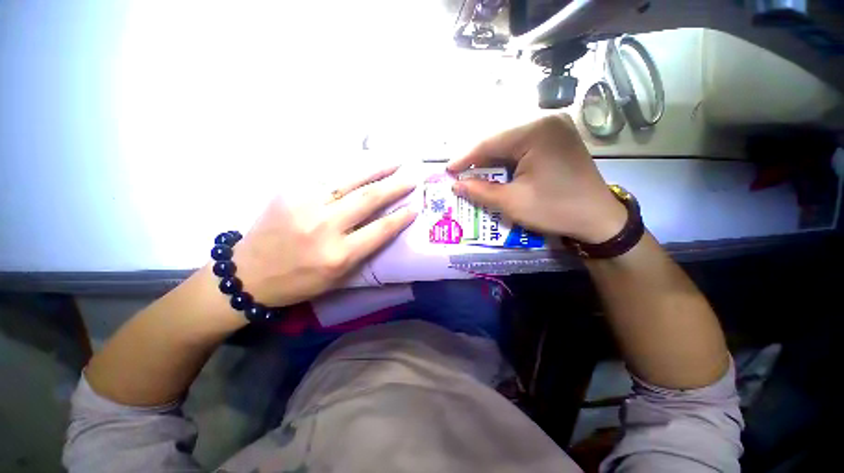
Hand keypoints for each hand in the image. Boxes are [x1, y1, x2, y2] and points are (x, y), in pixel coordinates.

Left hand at [230, 165, 416, 307]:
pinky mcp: (290, 191)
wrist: (248, 273)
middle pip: (368, 199)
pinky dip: (349, 166)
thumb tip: (384, 227)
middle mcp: (325, 227)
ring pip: (349, 179)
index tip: (415, 206)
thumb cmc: (299, 281)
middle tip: (412, 176)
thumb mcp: (338, 278)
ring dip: (376, 168)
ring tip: (394, 160)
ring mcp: (306, 204)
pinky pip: (327, 174)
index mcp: (339, 255)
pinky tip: (363, 160)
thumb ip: (363, 252)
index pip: (380, 230)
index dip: (401, 217)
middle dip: (395, 186)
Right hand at [448, 115, 626, 243]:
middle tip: (460, 174)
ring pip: (510, 143)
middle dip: (479, 160)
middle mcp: (546, 121)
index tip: (448, 170)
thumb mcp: (512, 202)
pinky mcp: (558, 139)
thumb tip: (456, 184)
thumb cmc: (555, 209)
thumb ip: (480, 191)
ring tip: (475, 174)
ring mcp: (555, 128)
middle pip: (500, 140)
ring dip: (492, 160)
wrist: (599, 218)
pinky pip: (524, 146)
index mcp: (536, 131)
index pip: (489, 142)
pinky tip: (497, 171)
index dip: (465, 158)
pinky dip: (508, 161)